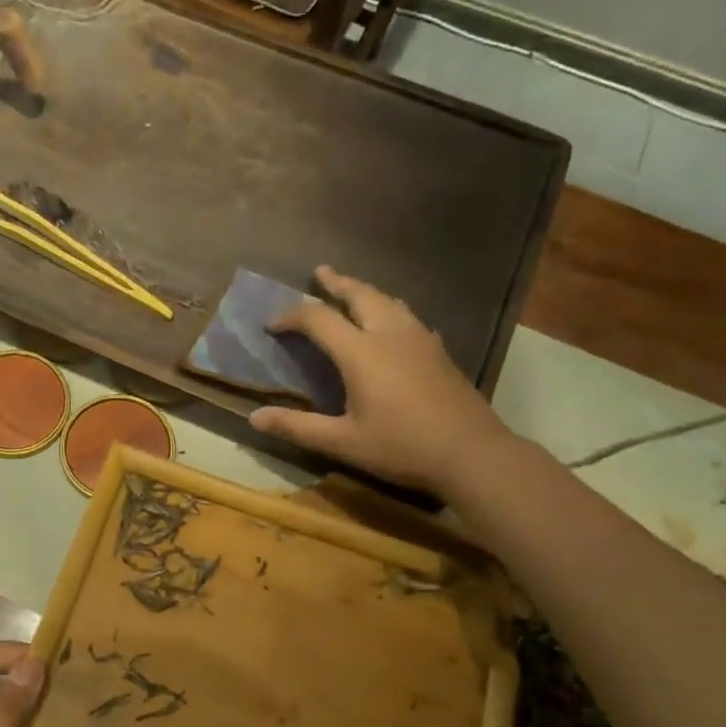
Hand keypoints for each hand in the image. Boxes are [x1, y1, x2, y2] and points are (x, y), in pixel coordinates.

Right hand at [249, 266, 510, 496]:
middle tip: (320, 273)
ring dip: (365, 291)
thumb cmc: (402, 447)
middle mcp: (390, 334)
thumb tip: (254, 418)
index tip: (272, 325)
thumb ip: (297, 428)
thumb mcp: (343, 442)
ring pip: (388, 301)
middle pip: (359, 295)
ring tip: (352, 290)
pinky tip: (393, 323)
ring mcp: (420, 339)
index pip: (318, 319)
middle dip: (336, 283)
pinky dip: (389, 309)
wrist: (471, 453)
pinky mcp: (439, 351)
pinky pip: (408, 316)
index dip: (291, 316)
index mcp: (361, 352)